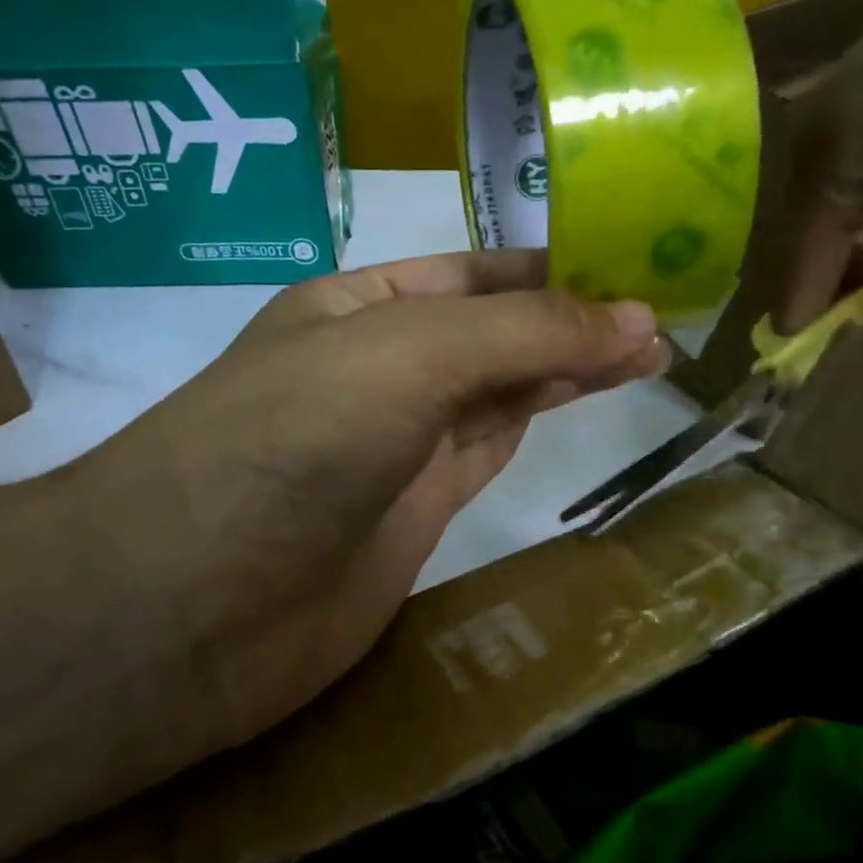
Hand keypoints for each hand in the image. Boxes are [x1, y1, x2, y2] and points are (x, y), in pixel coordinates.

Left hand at [62, 249, 665, 761]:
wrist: (194, 603)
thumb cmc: (292, 439)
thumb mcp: (407, 356)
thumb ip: (524, 334)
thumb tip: (641, 318)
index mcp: (356, 305)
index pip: (473, 270)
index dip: (552, 264)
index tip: (637, 259)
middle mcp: (377, 367)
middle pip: (492, 329)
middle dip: (572, 316)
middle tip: (667, 309)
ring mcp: (396, 443)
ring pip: (499, 390)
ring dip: (568, 367)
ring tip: (651, 350)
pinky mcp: (415, 512)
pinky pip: (489, 449)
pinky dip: (538, 421)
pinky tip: (586, 397)